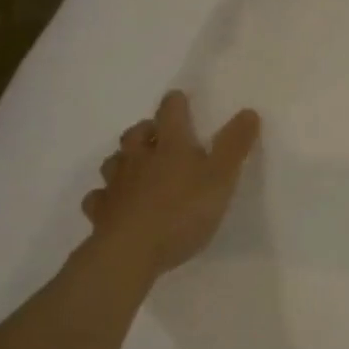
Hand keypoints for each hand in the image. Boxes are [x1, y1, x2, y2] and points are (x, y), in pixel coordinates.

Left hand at [82, 91, 259, 277]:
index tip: (179, 97)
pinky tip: (114, 202)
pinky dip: (107, 195)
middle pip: (136, 134)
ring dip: (125, 158)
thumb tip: (248, 112)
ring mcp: (116, 185)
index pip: (171, 113)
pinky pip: (100, 198)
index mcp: (171, 146)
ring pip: (115, 162)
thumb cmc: (183, 211)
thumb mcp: (221, 178)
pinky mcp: (102, 212)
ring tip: (136, 165)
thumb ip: (234, 145)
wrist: (132, 251)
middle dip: (147, 129)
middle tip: (157, 133)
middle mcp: (139, 159)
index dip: (176, 103)